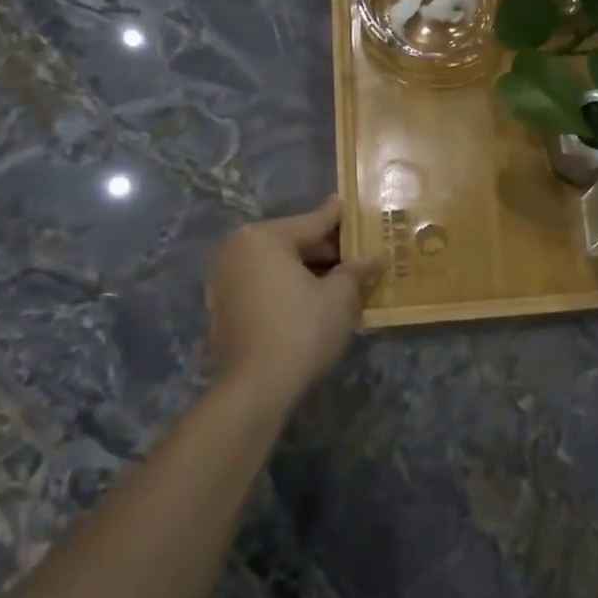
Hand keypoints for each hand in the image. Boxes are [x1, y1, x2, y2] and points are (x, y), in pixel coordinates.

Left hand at [206, 197, 381, 409]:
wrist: (256, 389)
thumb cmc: (301, 331)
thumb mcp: (340, 297)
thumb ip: (356, 270)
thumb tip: (373, 258)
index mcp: (263, 237)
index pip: (313, 221)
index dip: (342, 219)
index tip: (358, 208)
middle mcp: (236, 251)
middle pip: (293, 242)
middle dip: (327, 250)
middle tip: (360, 254)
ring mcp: (224, 280)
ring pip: (278, 266)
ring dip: (309, 271)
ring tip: (343, 278)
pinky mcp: (223, 308)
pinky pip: (264, 286)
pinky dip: (288, 288)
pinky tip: (315, 299)